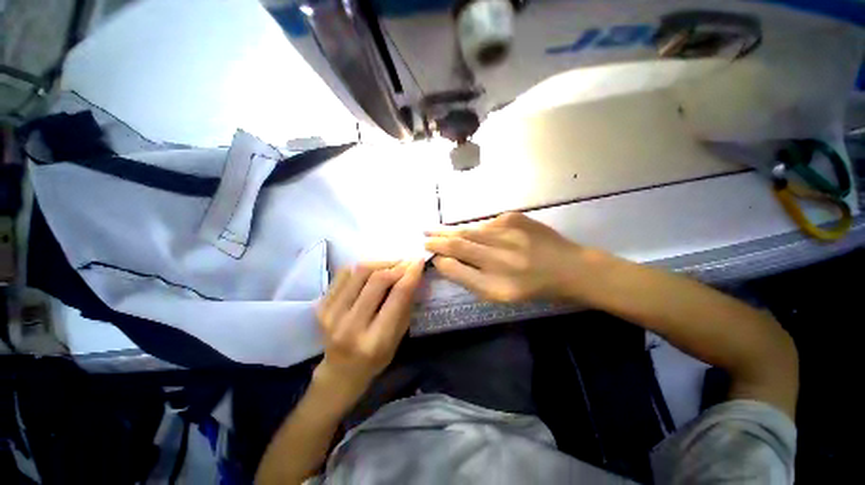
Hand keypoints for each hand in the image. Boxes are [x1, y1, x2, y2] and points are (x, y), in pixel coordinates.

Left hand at [314, 260, 424, 402]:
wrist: (340, 371)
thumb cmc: (376, 358)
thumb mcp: (398, 337)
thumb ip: (405, 305)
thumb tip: (412, 274)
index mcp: (376, 340)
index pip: (397, 296)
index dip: (410, 274)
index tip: (419, 260)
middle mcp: (350, 326)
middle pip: (377, 280)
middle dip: (396, 266)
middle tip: (406, 262)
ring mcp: (331, 315)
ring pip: (359, 272)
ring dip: (380, 263)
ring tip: (391, 265)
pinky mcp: (321, 306)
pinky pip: (343, 274)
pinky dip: (361, 268)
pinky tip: (372, 271)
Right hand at [425, 212, 586, 301]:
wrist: (570, 267)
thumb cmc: (532, 287)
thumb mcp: (498, 294)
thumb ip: (468, 279)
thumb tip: (444, 261)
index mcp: (498, 280)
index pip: (458, 262)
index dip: (439, 254)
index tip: (425, 250)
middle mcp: (502, 254)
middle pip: (460, 241)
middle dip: (438, 237)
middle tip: (423, 234)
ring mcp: (509, 231)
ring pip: (471, 229)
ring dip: (451, 230)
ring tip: (435, 229)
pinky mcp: (515, 217)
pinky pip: (486, 224)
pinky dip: (474, 229)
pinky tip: (470, 233)